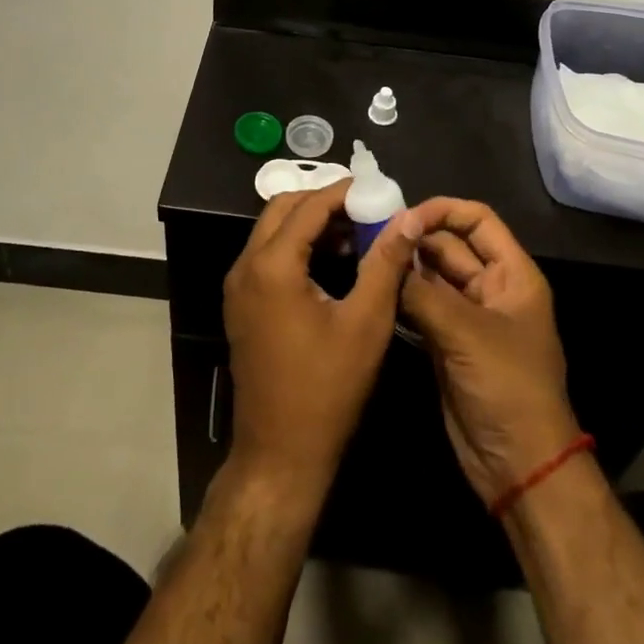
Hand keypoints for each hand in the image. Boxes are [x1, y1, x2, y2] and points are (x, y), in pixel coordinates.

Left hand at [224, 181, 425, 496]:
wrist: (280, 453)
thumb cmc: (327, 389)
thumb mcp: (366, 322)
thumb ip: (385, 263)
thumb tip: (406, 218)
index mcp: (272, 265)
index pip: (308, 206)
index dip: (343, 192)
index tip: (376, 189)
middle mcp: (245, 266)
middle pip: (282, 208)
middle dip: (323, 201)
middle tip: (364, 208)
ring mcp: (238, 286)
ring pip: (272, 230)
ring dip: (309, 222)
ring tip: (354, 231)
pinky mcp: (240, 303)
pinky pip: (266, 254)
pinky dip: (295, 244)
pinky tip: (330, 259)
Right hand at [397, 198, 581, 507]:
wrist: (518, 466)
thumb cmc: (506, 387)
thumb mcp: (466, 333)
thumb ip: (423, 291)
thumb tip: (386, 253)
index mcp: (512, 275)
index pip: (478, 221)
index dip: (443, 210)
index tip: (403, 215)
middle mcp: (490, 289)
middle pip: (450, 246)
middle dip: (415, 238)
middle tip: (370, 234)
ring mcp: (467, 317)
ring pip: (432, 276)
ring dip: (404, 267)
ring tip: (364, 255)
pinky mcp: (446, 343)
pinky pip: (421, 307)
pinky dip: (400, 297)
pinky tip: (373, 288)